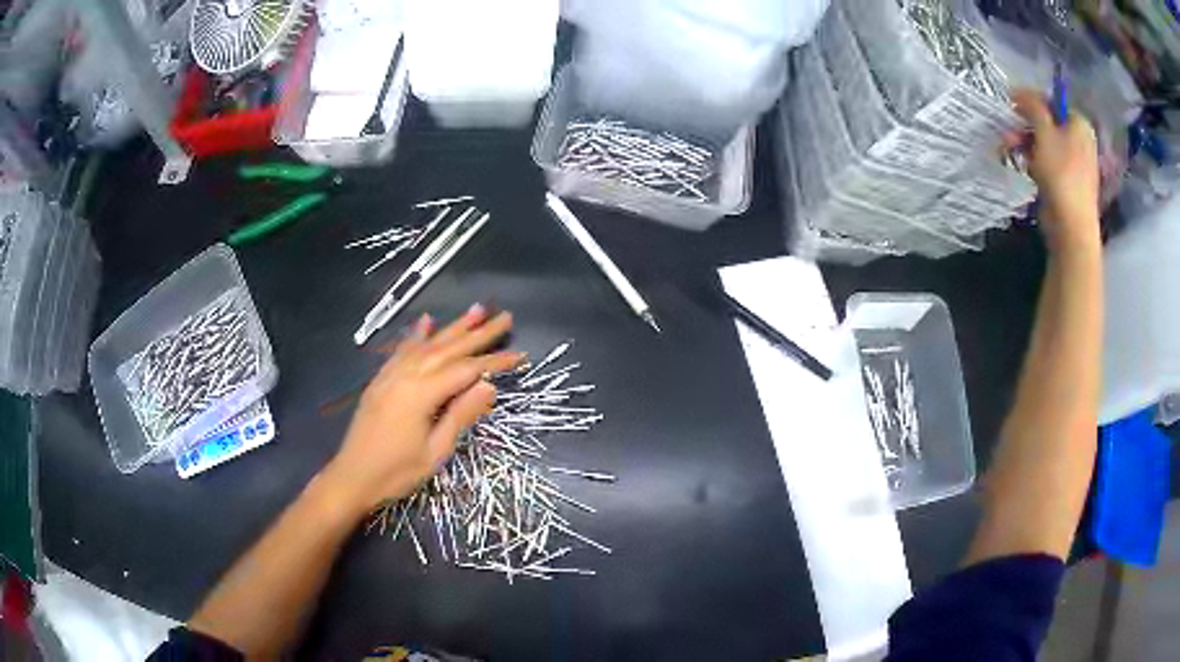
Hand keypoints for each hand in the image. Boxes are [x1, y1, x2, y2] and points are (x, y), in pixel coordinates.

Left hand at [321, 305, 523, 515]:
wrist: (351, 478)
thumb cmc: (396, 472)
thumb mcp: (435, 451)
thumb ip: (460, 415)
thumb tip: (489, 386)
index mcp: (421, 393)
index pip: (466, 370)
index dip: (495, 361)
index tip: (520, 354)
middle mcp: (406, 376)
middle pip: (448, 349)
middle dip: (479, 333)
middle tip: (504, 316)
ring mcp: (390, 375)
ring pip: (427, 345)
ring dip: (453, 327)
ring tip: (475, 310)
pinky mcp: (381, 381)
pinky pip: (402, 351)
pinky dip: (417, 335)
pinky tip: (426, 321)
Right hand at [1011, 89, 1100, 251]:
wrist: (1071, 227)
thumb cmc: (1061, 174)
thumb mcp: (1044, 131)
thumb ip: (1032, 106)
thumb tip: (1020, 92)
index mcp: (1079, 123)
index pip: (1052, 101)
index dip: (1030, 100)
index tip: (1010, 103)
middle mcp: (1080, 140)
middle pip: (1047, 122)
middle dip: (1024, 125)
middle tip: (1007, 130)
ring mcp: (1075, 163)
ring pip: (1045, 142)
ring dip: (1024, 143)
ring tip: (1008, 149)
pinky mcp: (1067, 181)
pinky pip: (1047, 161)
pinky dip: (1033, 160)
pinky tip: (1023, 166)